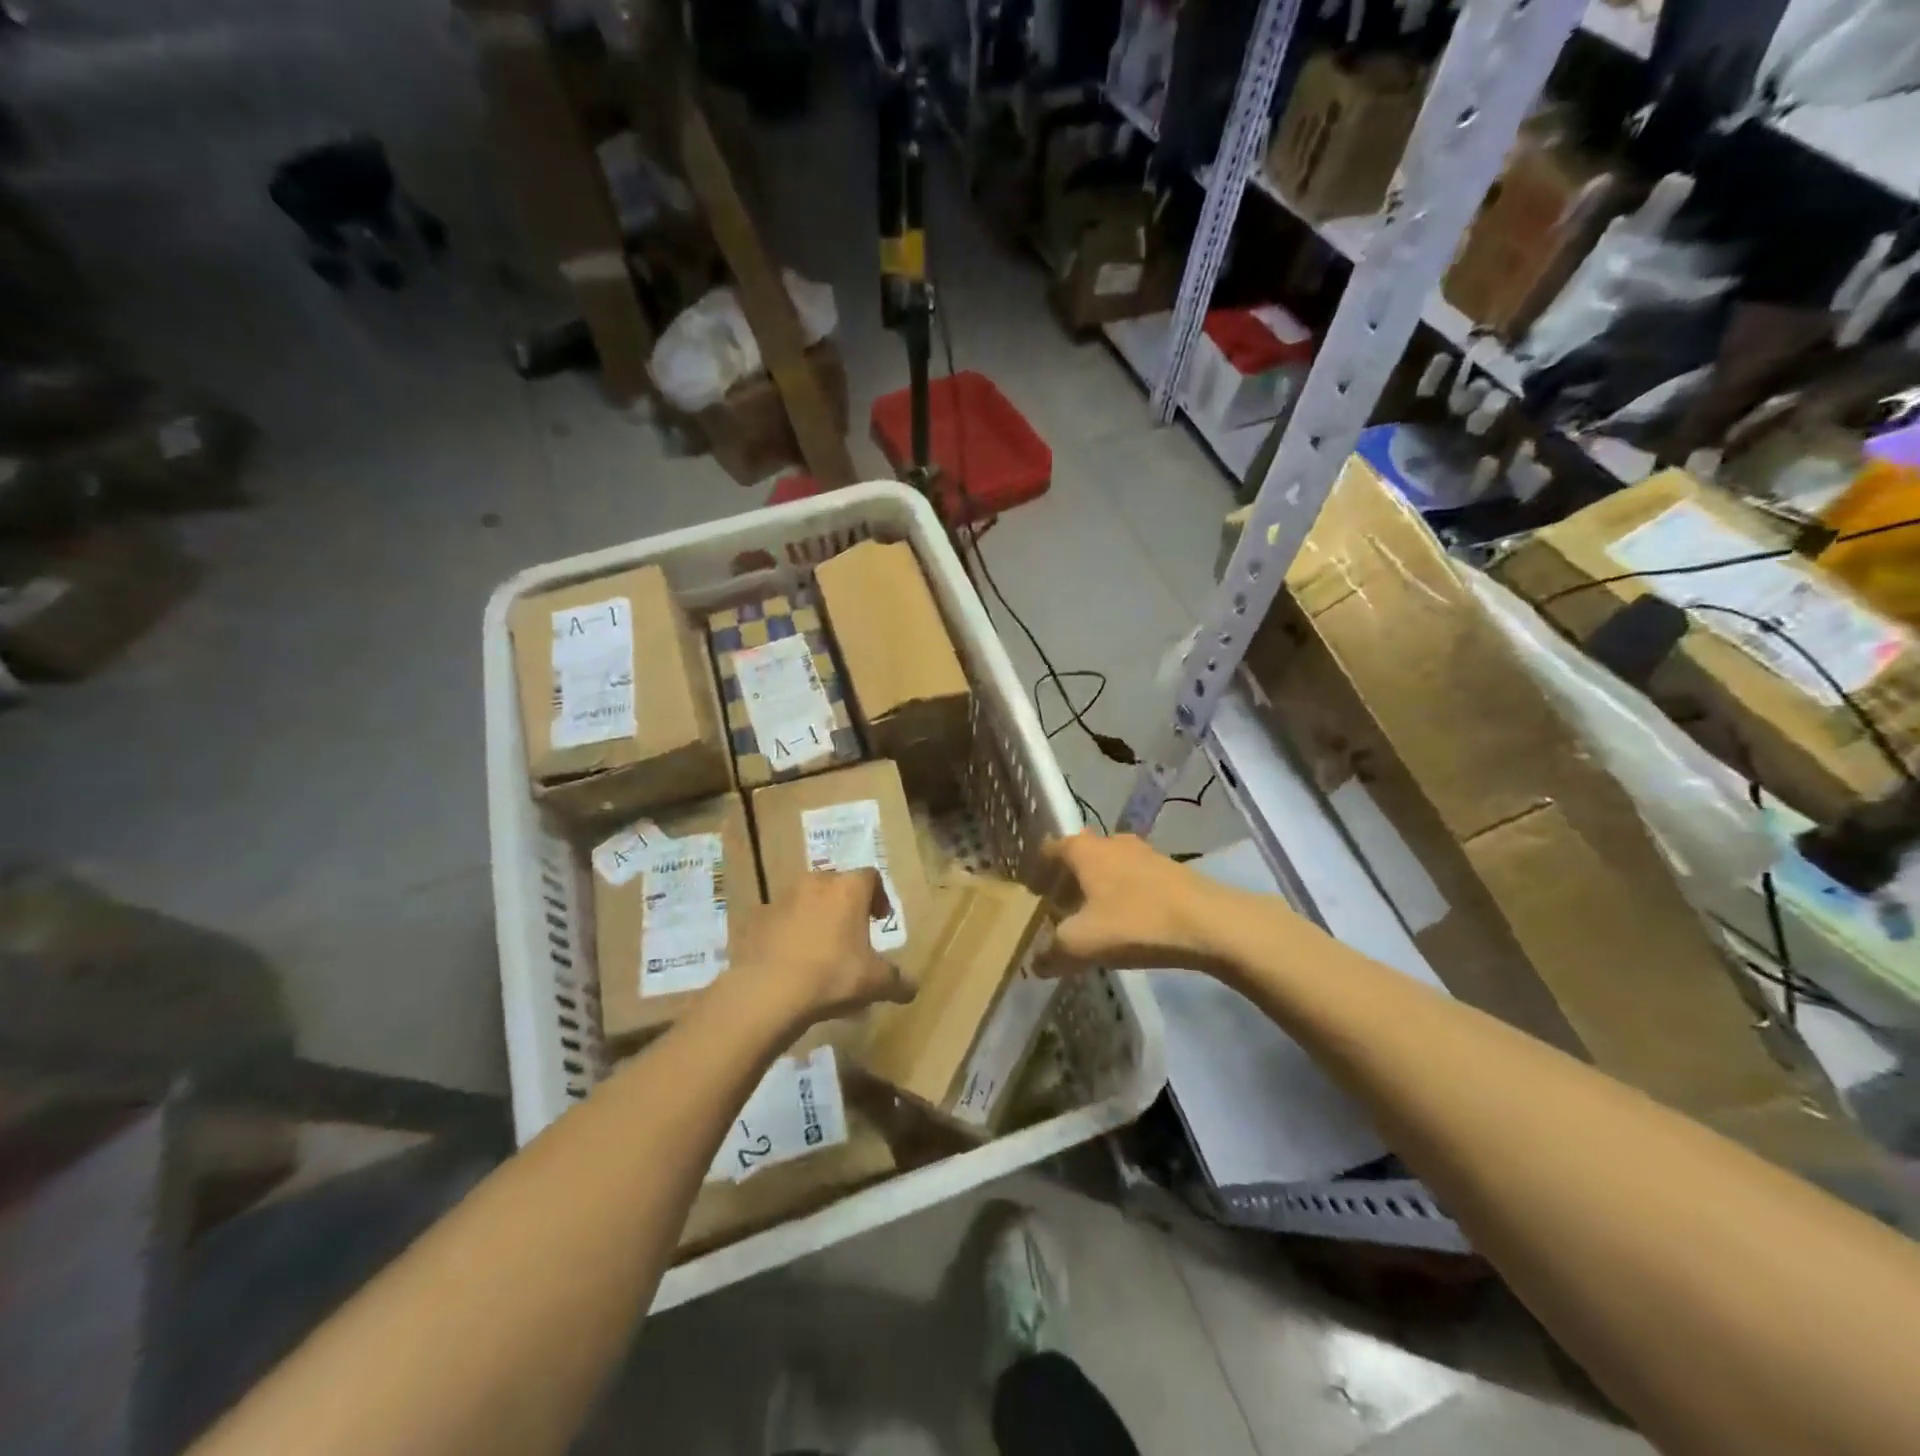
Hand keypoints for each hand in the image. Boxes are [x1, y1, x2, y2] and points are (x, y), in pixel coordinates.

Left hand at [732, 868, 916, 1030]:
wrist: (768, 991)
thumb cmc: (832, 975)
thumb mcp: (875, 982)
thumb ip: (897, 981)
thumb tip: (912, 988)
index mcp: (848, 889)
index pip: (871, 876)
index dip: (879, 896)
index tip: (880, 919)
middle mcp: (816, 883)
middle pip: (837, 884)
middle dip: (846, 904)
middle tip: (852, 932)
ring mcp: (782, 898)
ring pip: (806, 899)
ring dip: (816, 916)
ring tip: (820, 949)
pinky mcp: (758, 918)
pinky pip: (780, 920)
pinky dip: (789, 932)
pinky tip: (792, 960)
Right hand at [1038, 832, 1239, 975]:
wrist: (1210, 923)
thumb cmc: (1135, 923)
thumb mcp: (1082, 944)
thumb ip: (1052, 953)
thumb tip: (1036, 964)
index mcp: (1084, 850)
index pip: (1049, 849)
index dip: (1036, 870)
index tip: (1030, 892)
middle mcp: (1111, 842)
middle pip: (1079, 856)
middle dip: (1065, 880)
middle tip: (1057, 908)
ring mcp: (1144, 853)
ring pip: (1108, 867)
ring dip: (1095, 888)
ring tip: (1090, 918)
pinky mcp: (1170, 870)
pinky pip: (1133, 879)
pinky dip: (1120, 895)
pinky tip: (1125, 922)